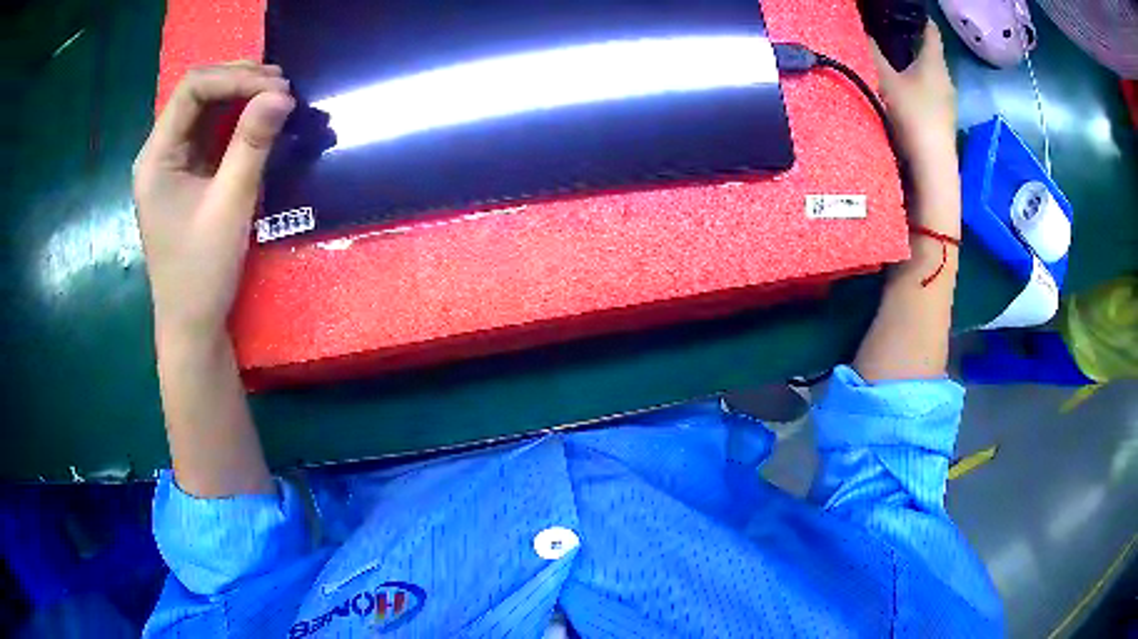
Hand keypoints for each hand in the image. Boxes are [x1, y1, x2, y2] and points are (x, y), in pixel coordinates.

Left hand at [133, 62, 294, 341]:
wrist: (191, 327)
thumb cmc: (201, 274)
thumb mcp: (229, 207)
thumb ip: (252, 146)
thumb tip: (282, 94)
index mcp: (155, 158)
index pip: (191, 90)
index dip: (234, 78)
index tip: (276, 87)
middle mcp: (158, 153)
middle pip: (196, 93)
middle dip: (239, 81)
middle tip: (282, 86)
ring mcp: (171, 164)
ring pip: (204, 109)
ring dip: (241, 96)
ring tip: (278, 95)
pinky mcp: (185, 176)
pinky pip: (210, 132)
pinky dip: (237, 119)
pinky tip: (260, 118)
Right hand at [870, 22, 956, 175]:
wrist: (933, 168)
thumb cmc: (913, 117)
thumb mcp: (885, 80)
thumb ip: (872, 54)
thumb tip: (861, 32)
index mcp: (935, 63)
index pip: (931, 29)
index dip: (918, 17)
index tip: (902, 12)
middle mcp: (945, 78)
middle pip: (930, 52)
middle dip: (912, 42)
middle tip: (889, 35)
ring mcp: (947, 101)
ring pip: (930, 74)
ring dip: (915, 67)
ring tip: (893, 63)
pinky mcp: (944, 120)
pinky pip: (930, 92)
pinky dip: (918, 86)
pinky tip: (904, 92)